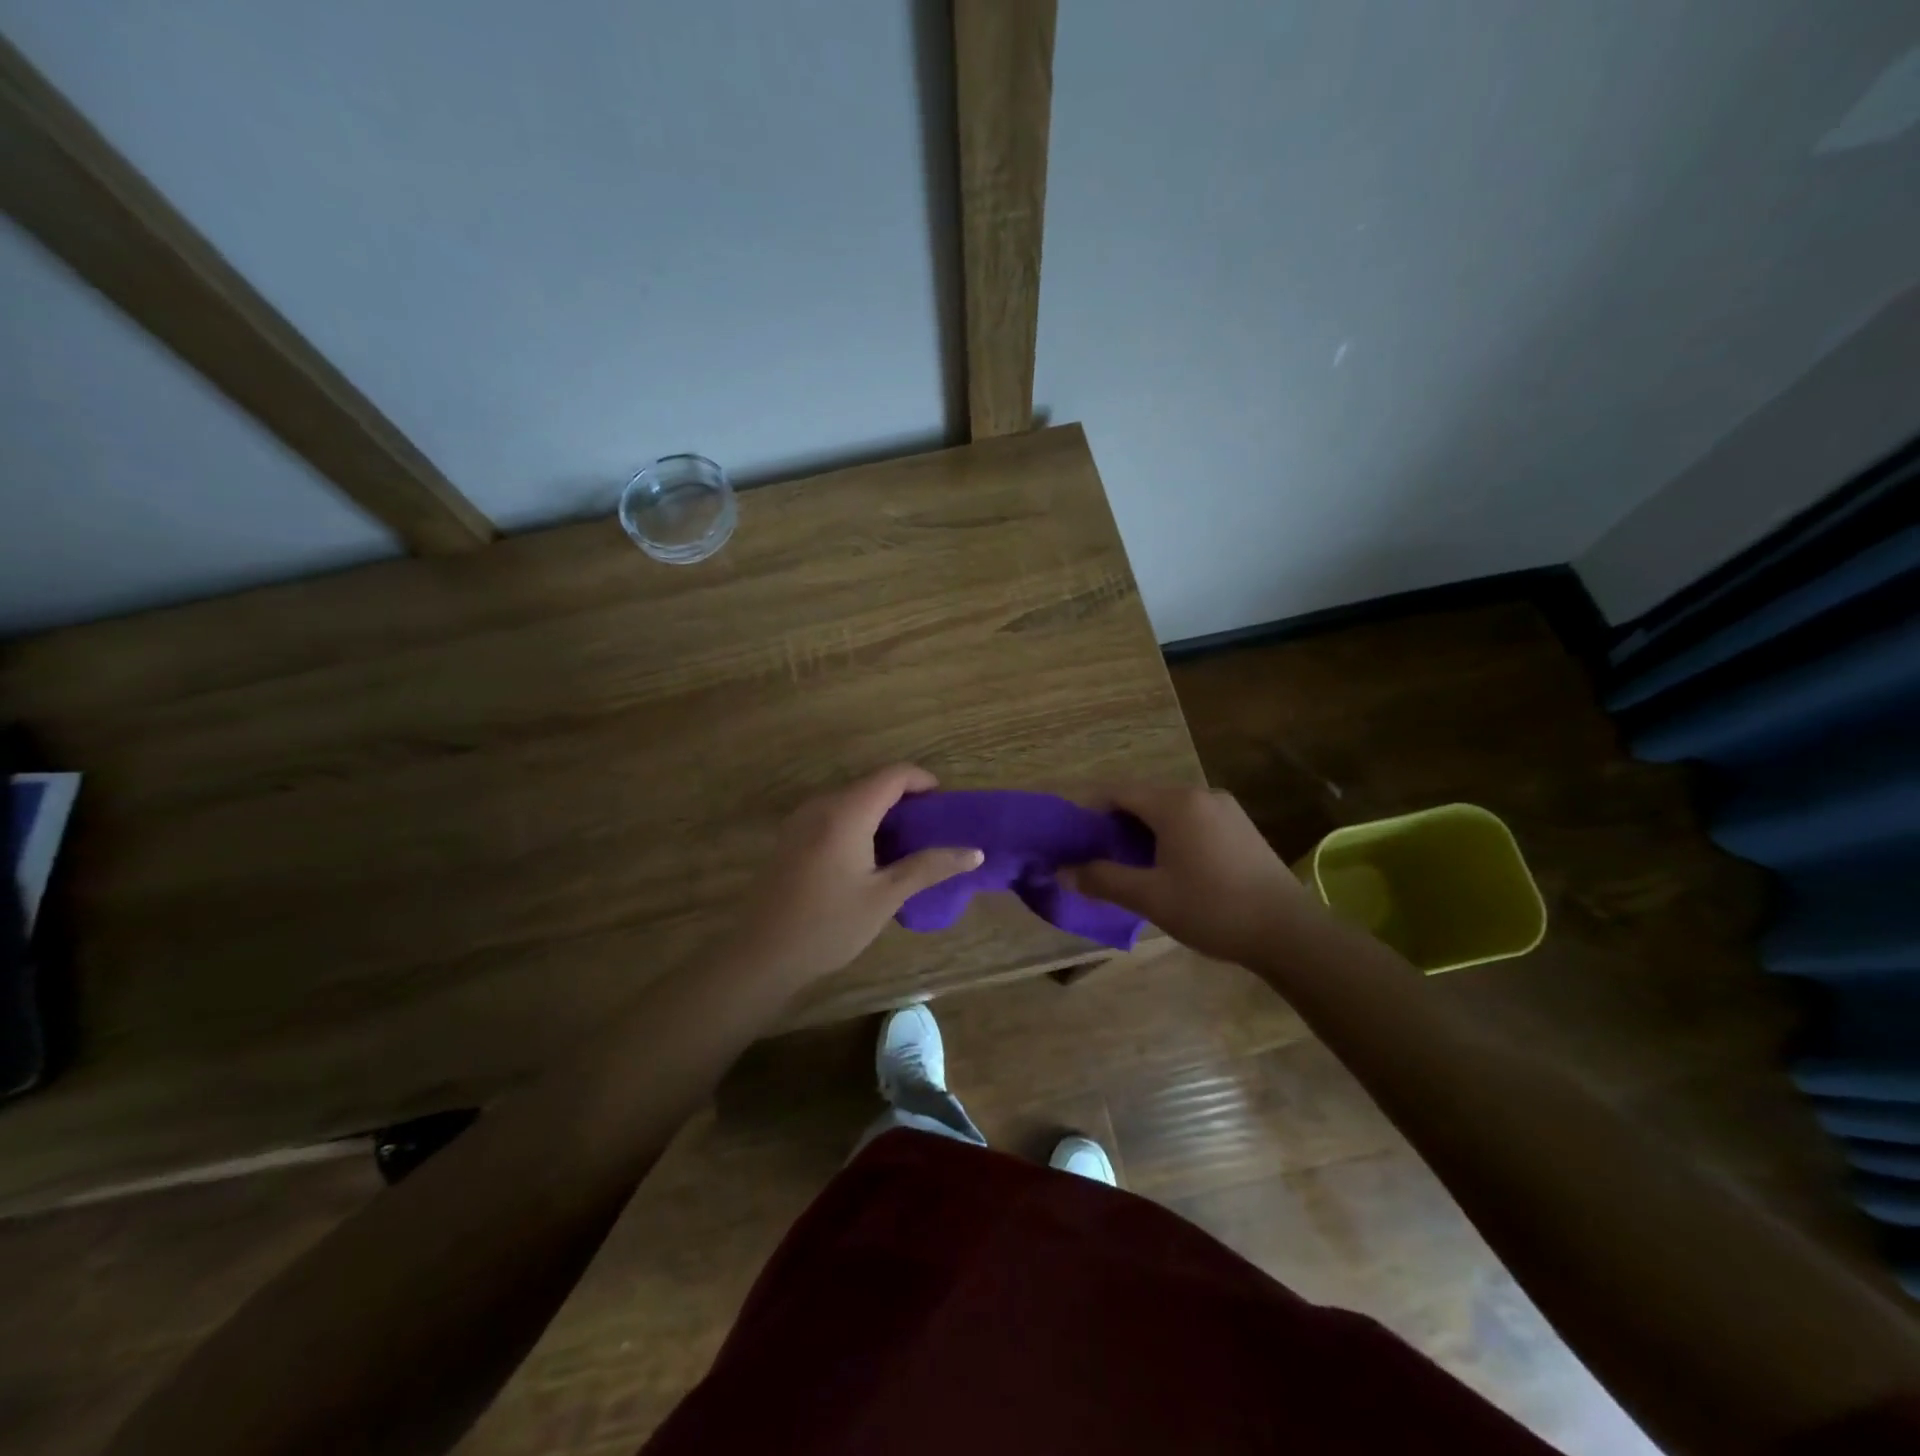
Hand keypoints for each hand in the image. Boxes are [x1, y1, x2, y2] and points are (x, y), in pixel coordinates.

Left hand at [728, 765, 982, 990]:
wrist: (761, 955)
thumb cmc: (828, 925)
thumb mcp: (885, 896)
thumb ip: (929, 867)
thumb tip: (974, 852)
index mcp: (847, 812)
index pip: (893, 775)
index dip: (924, 781)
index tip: (945, 805)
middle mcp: (822, 805)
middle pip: (872, 784)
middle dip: (906, 799)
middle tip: (932, 830)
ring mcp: (802, 820)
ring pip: (852, 799)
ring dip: (882, 812)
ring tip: (907, 844)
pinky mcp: (791, 837)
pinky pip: (834, 815)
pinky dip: (860, 823)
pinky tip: (871, 857)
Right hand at [1060, 784, 1323, 965]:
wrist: (1289, 931)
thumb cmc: (1212, 909)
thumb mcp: (1150, 897)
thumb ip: (1103, 879)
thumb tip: (1062, 871)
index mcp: (1175, 803)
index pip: (1117, 792)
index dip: (1089, 811)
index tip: (1073, 839)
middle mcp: (1199, 793)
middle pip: (1143, 798)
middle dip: (1115, 823)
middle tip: (1098, 857)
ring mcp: (1224, 808)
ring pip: (1168, 809)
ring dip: (1143, 830)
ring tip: (1130, 865)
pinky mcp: (1240, 825)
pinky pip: (1192, 819)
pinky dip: (1170, 834)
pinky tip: (1169, 866)